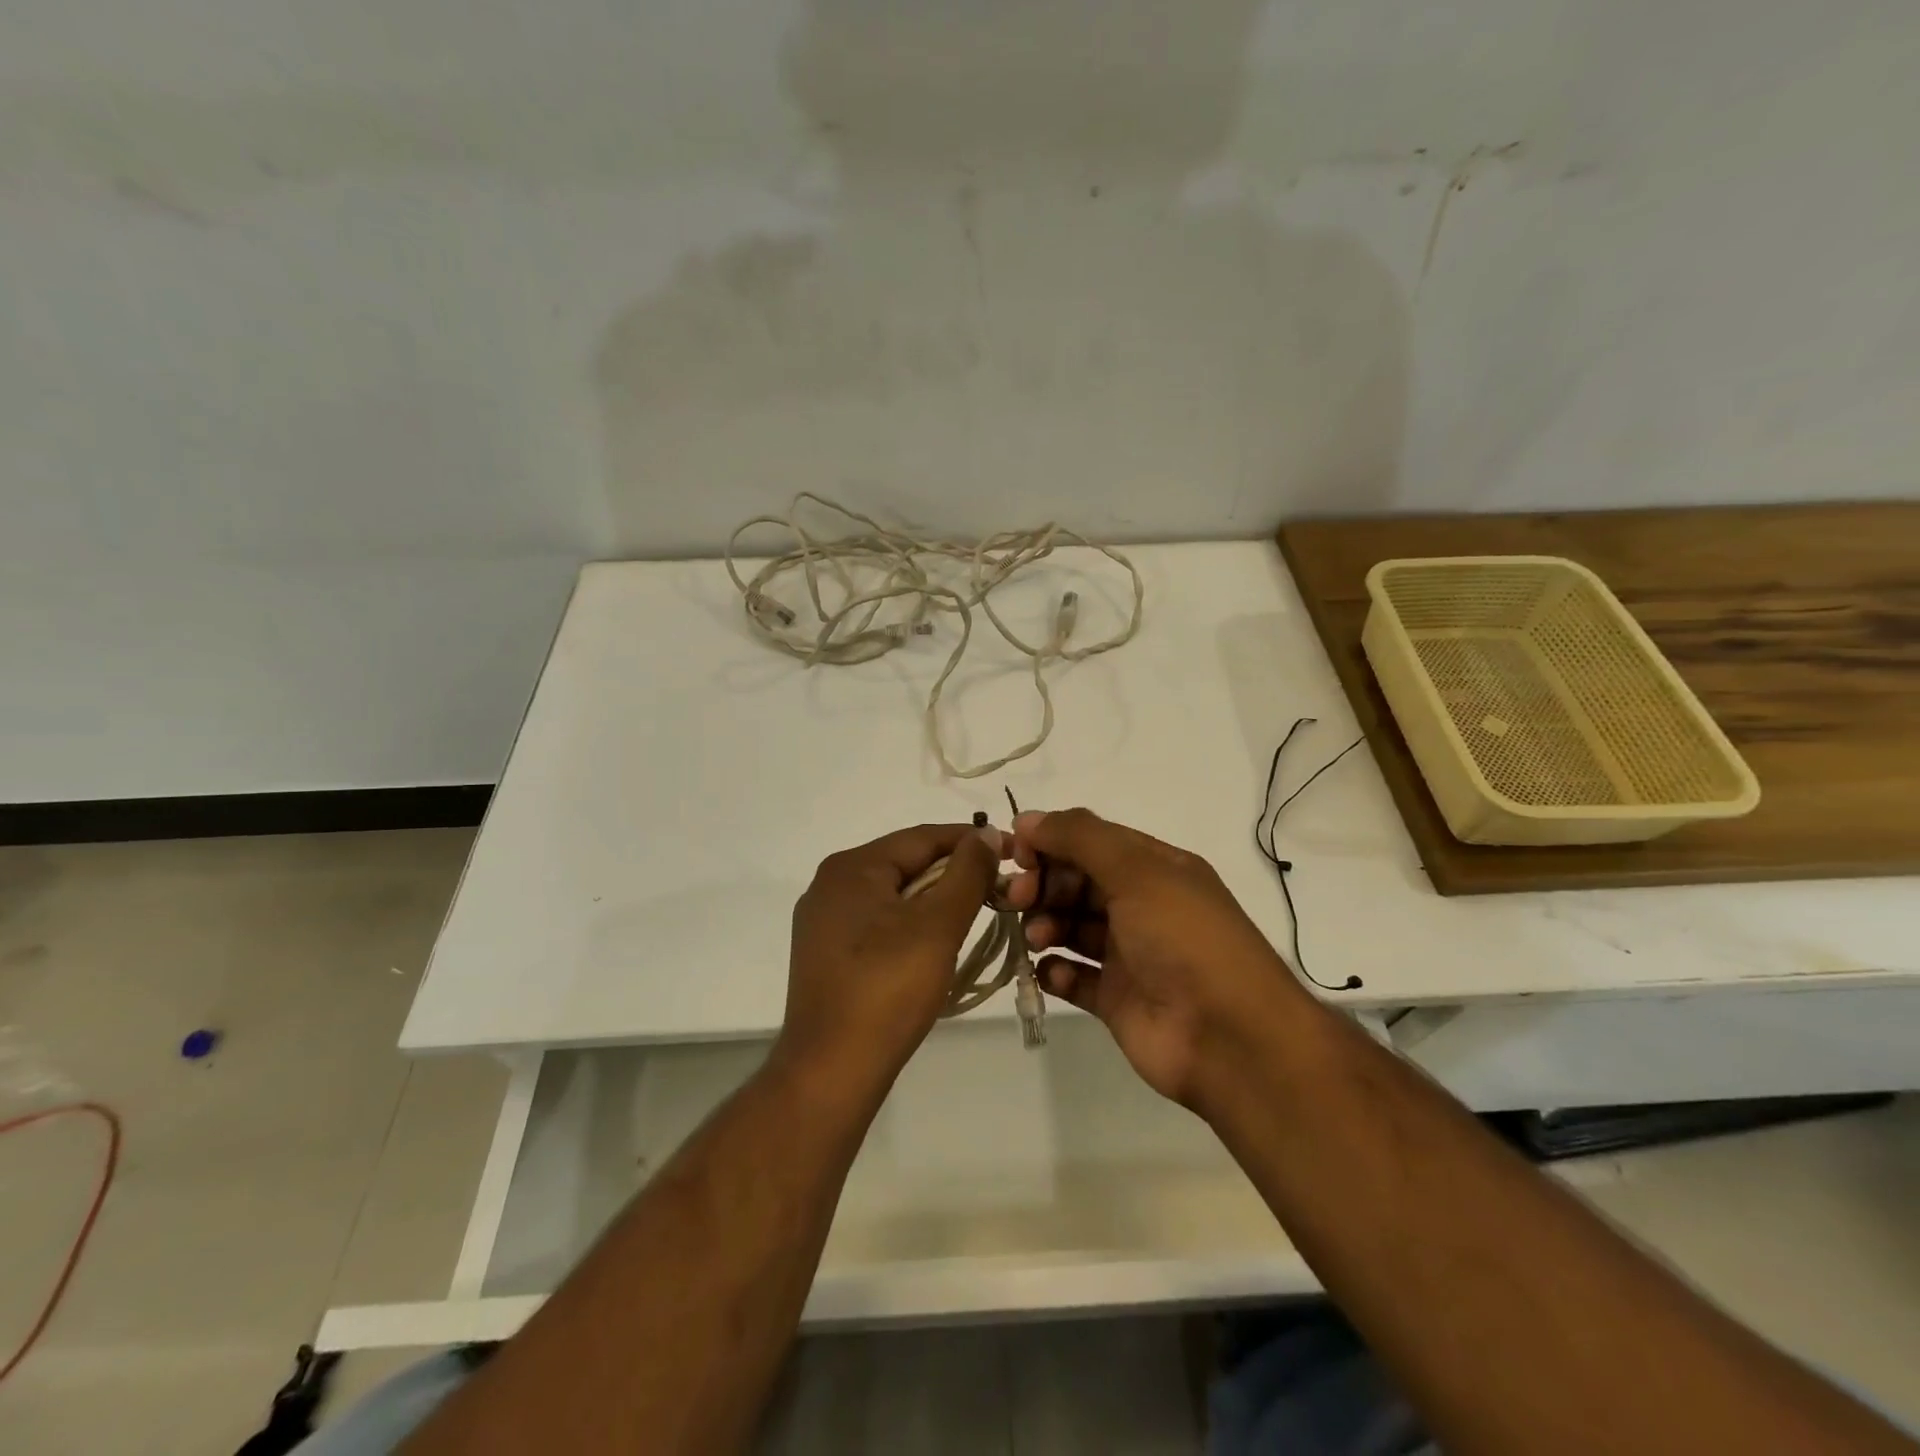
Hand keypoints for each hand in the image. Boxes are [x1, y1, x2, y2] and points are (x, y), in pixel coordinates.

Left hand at [778, 823, 1000, 1093]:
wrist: (831, 1071)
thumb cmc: (888, 989)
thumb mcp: (938, 925)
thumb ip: (966, 873)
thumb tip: (985, 834)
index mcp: (851, 867)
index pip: (921, 838)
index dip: (969, 841)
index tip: (1011, 852)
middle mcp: (831, 885)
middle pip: (905, 864)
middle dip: (953, 872)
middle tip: (999, 887)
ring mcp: (824, 922)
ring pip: (893, 895)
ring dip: (935, 900)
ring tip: (976, 913)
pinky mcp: (827, 954)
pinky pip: (878, 923)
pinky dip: (911, 925)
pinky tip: (935, 943)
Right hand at [1005, 808, 1313, 1109]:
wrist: (1230, 1038)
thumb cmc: (1184, 939)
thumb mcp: (1137, 871)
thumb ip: (1080, 838)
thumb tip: (1026, 819)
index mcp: (1154, 869)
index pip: (1091, 842)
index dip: (1051, 842)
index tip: (1015, 853)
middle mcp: (1141, 906)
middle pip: (1077, 883)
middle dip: (1042, 885)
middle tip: (1015, 898)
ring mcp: (1129, 955)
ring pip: (1072, 928)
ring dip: (1045, 925)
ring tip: (1036, 937)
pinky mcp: (1117, 1000)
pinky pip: (1075, 978)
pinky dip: (1056, 972)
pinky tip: (1049, 972)